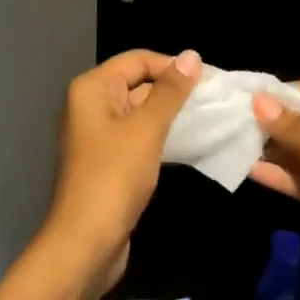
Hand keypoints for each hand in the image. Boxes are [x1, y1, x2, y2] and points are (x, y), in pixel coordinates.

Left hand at [45, 48, 200, 291]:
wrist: (86, 243)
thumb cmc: (115, 177)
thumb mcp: (147, 129)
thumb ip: (170, 91)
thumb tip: (191, 56)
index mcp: (92, 88)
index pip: (138, 60)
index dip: (172, 65)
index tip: (209, 79)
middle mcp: (90, 104)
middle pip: (137, 83)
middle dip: (173, 90)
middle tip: (213, 99)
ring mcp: (97, 134)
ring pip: (139, 111)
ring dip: (169, 114)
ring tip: (207, 118)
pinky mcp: (107, 160)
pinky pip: (137, 135)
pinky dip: (160, 135)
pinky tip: (187, 142)